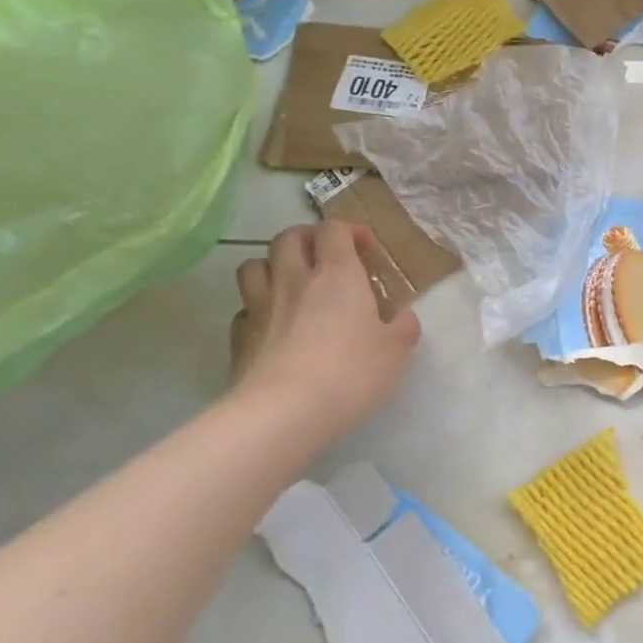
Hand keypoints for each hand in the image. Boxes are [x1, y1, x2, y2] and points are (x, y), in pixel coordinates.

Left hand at [228, 222, 420, 444]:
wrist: (285, 412)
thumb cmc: (351, 372)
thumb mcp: (397, 350)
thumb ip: (403, 325)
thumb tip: (400, 315)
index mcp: (337, 275)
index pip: (334, 230)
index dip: (350, 231)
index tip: (366, 250)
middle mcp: (294, 280)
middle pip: (289, 236)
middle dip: (308, 238)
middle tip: (327, 258)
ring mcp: (260, 306)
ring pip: (254, 264)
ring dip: (273, 265)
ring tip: (292, 284)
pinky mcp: (239, 337)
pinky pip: (244, 308)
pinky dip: (258, 308)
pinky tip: (274, 326)